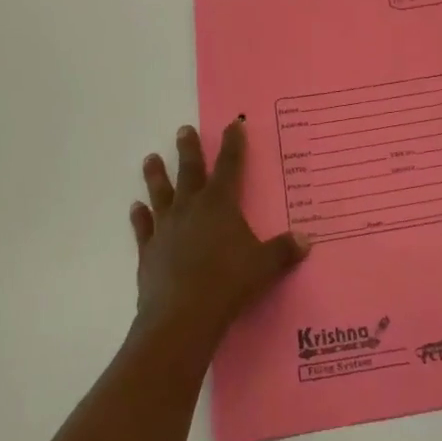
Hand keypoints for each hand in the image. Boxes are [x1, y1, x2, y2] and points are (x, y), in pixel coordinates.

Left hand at [130, 119, 310, 352]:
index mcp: (220, 204)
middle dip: (189, 149)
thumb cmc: (228, 283)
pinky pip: (143, 228)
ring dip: (156, 175)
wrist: (182, 316)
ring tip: (150, 158)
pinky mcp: (149, 251)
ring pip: (160, 193)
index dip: (233, 144)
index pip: (230, 165)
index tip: (233, 124)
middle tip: (184, 129)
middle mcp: (190, 208)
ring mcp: (166, 228)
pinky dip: (139, 217)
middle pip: (190, 171)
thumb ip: (284, 250)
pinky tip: (135, 208)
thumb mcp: (265, 266)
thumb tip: (306, 240)